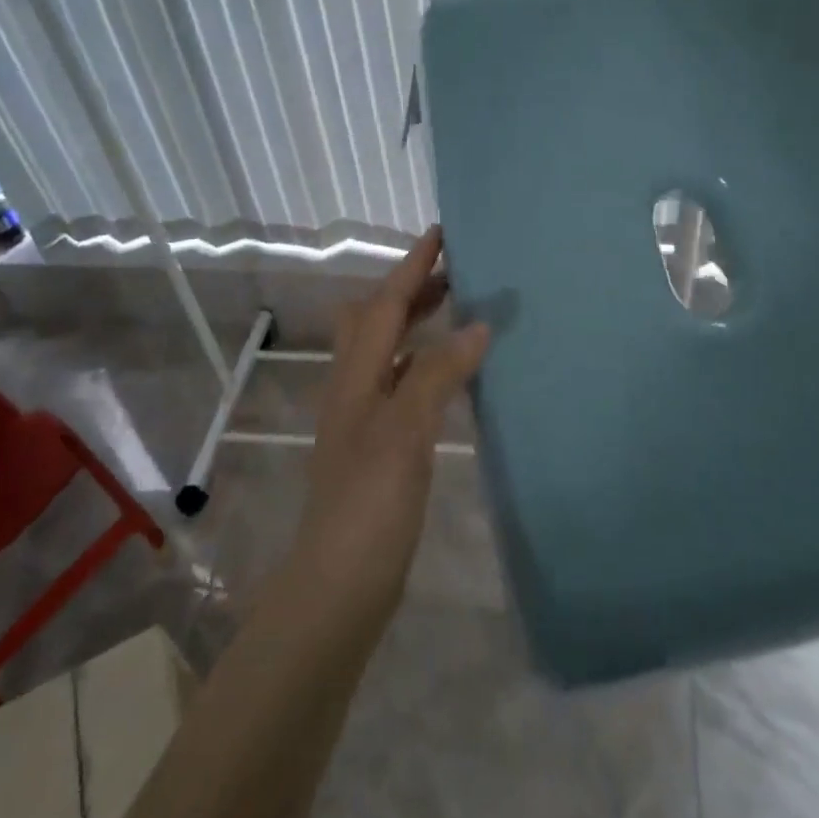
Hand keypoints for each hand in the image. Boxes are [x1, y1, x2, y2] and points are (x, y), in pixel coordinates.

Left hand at [290, 226, 489, 627]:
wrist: (340, 584)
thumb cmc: (370, 501)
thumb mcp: (406, 429)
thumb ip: (438, 372)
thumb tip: (477, 324)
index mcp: (356, 374)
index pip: (385, 303)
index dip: (413, 266)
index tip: (441, 233)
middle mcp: (355, 385)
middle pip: (377, 319)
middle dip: (411, 288)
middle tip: (455, 272)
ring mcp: (363, 416)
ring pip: (387, 350)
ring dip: (416, 323)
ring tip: (457, 311)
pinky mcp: (378, 444)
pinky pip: (401, 382)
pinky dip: (424, 362)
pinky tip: (450, 374)